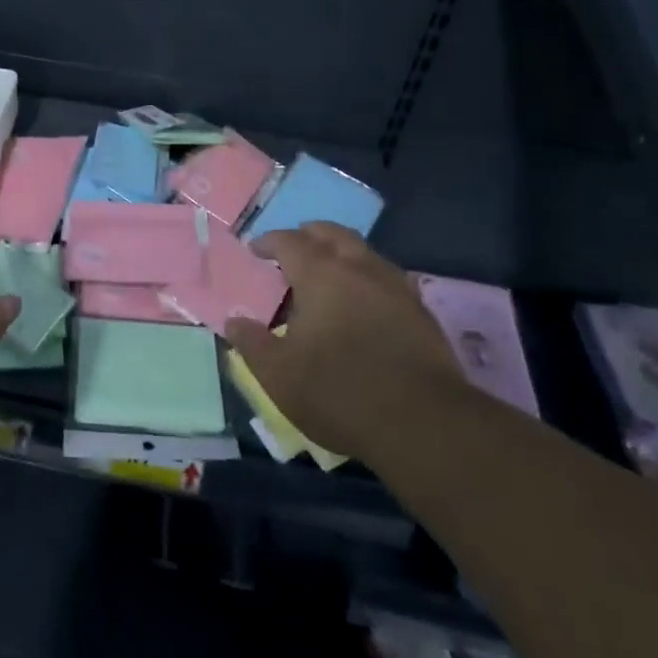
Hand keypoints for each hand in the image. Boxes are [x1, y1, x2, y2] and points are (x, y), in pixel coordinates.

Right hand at [224, 224, 462, 456]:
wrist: (424, 423)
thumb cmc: (340, 392)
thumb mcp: (280, 375)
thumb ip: (253, 344)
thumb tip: (233, 322)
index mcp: (320, 274)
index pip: (289, 241)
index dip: (269, 241)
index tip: (255, 249)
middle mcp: (359, 268)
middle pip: (332, 234)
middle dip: (309, 235)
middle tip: (294, 249)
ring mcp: (395, 287)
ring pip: (364, 252)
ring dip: (341, 253)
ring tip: (328, 274)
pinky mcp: (421, 311)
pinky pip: (386, 278)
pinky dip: (367, 278)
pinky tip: (363, 303)